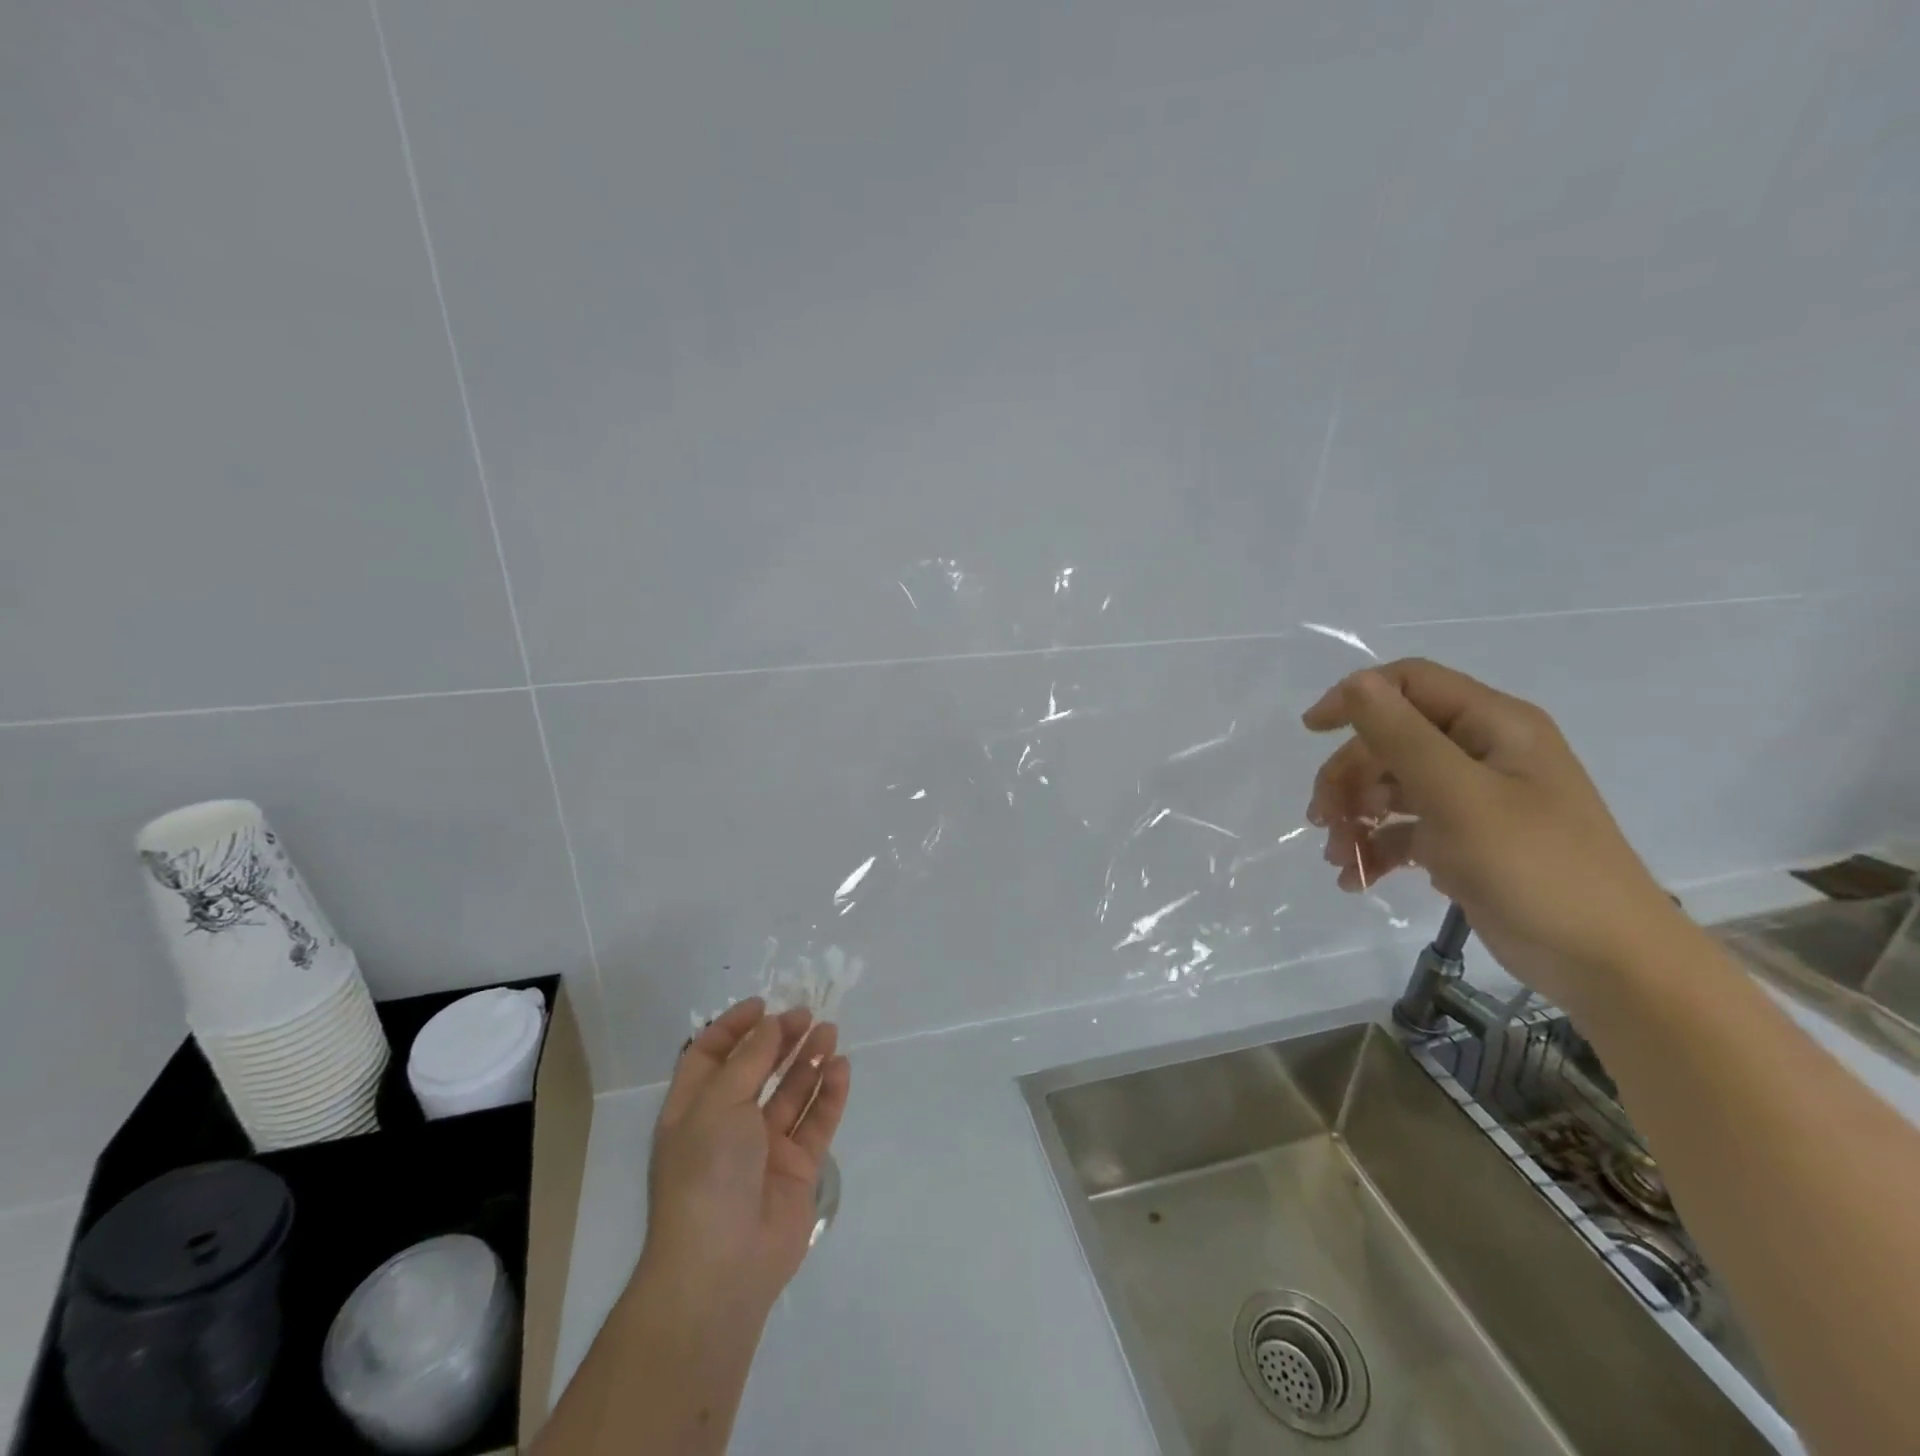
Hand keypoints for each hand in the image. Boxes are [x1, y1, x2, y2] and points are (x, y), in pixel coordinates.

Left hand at [641, 998, 850, 1324]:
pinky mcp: (797, 1169)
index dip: (734, 1027)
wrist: (722, 1265)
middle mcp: (729, 1124)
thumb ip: (750, 1058)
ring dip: (809, 1060)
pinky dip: (829, 1094)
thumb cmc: (706, 1172)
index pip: (711, 1056)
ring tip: (830, 1031)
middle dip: (780, 1039)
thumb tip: (771, 1023)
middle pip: (757, 1069)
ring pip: (791, 1092)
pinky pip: (815, 1122)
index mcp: (694, 1109)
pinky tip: (841, 1068)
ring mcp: (765, 1147)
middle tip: (807, 1014)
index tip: (764, 1004)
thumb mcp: (719, 1103)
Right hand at [1302, 658, 1688, 1012]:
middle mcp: (1482, 752)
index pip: (1410, 684)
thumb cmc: (1534, 866)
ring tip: (1338, 857)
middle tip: (1322, 819)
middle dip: (1348, 778)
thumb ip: (1401, 736)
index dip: (1356, 698)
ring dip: (1354, 817)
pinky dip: (1375, 849)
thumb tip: (1355, 682)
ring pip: (1390, 788)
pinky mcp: (1465, 841)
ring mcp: (1474, 799)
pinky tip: (1357, 879)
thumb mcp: (1458, 795)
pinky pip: (1404, 830)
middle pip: (1390, 742)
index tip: (1311, 732)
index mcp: (1493, 725)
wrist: (1606, 963)